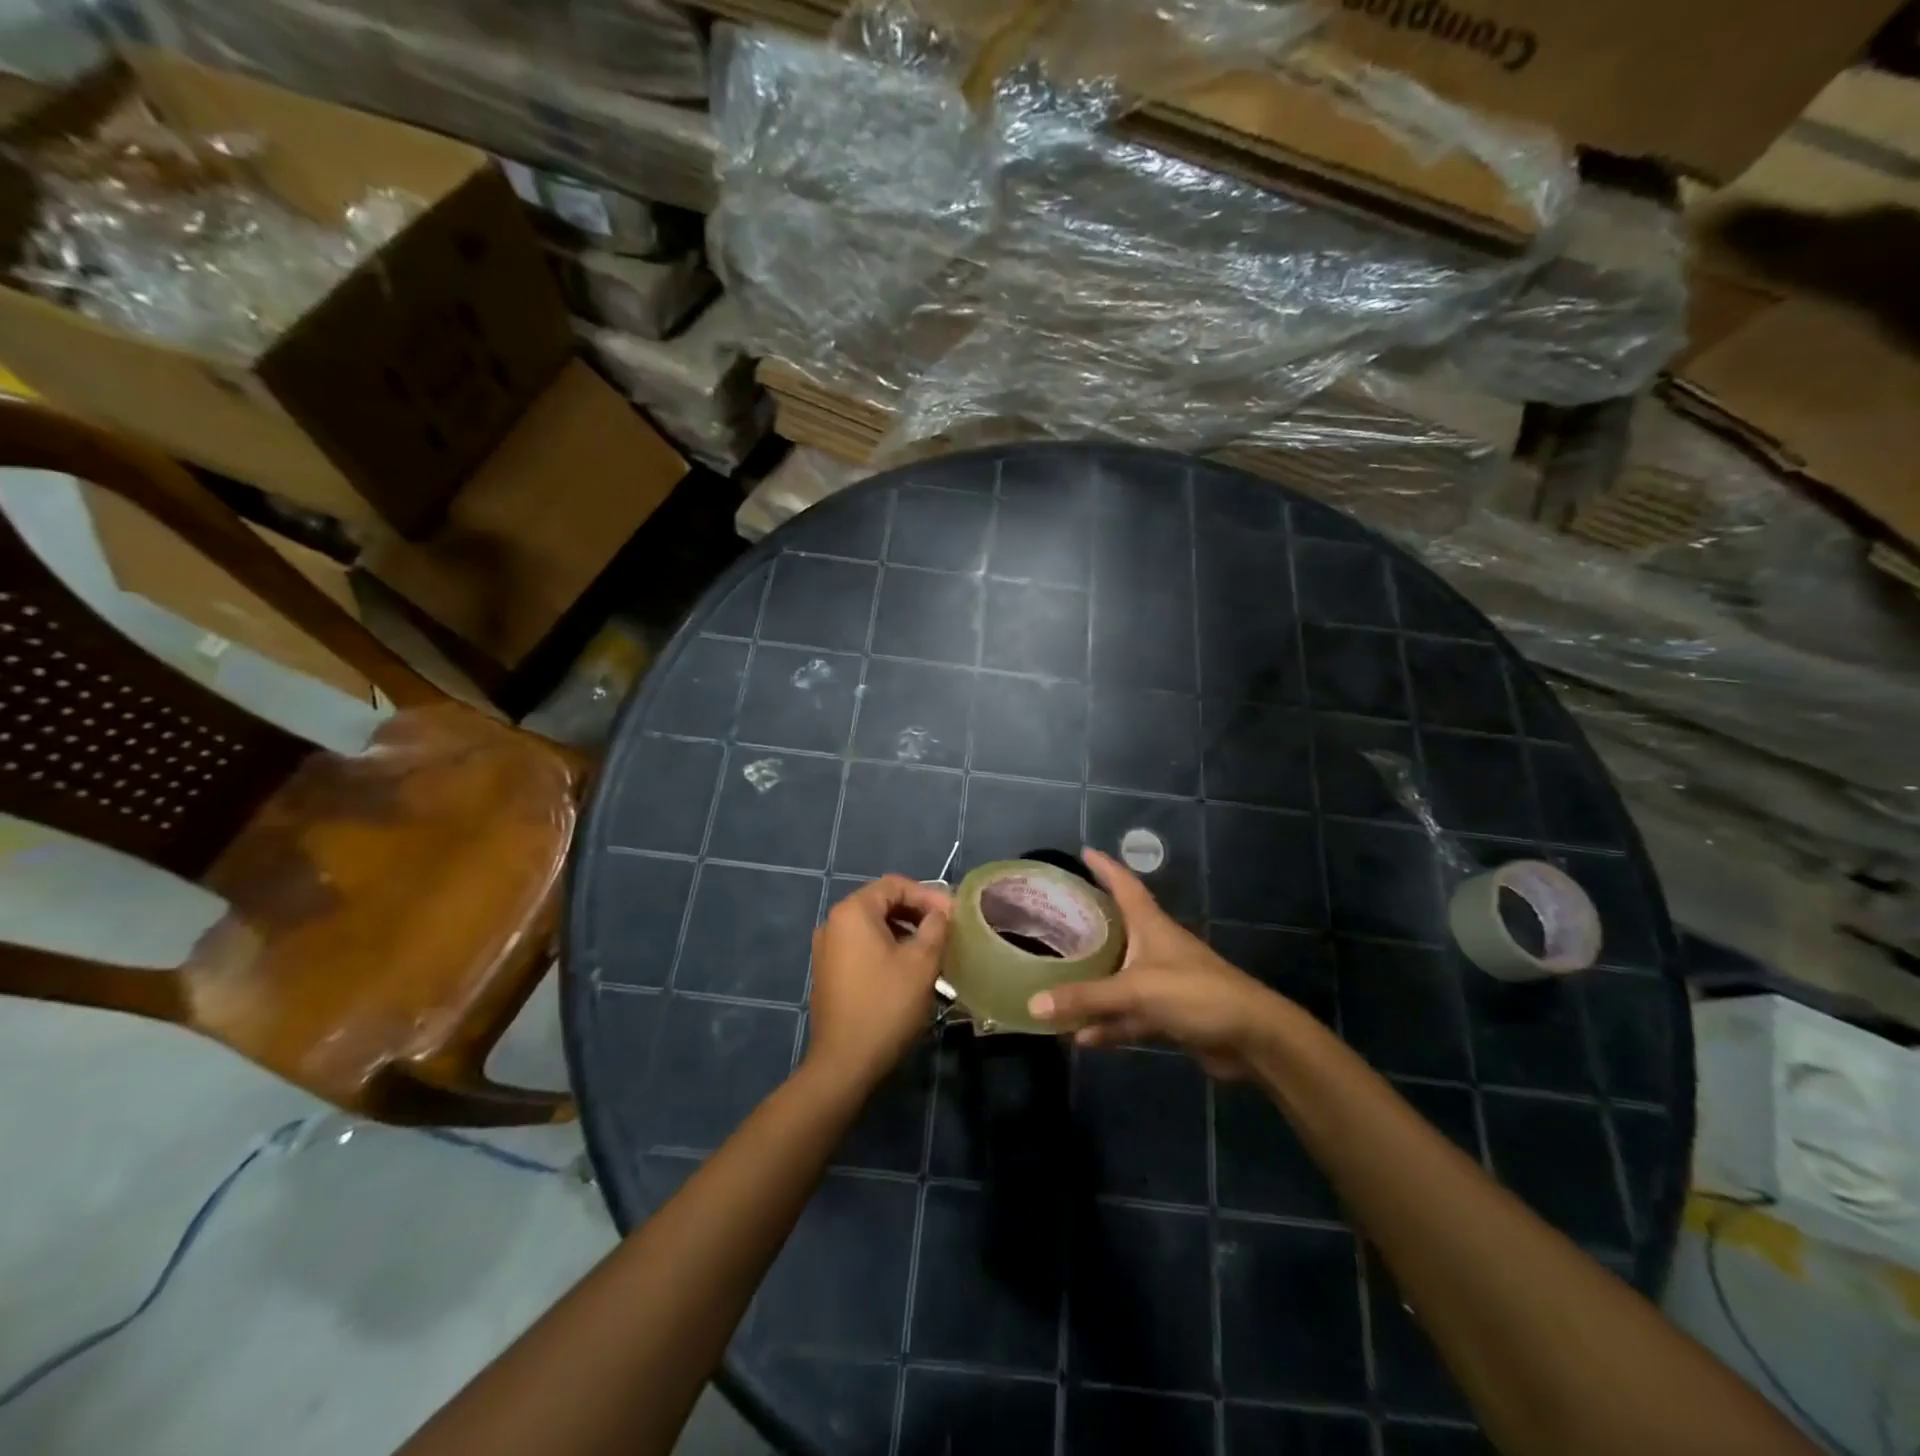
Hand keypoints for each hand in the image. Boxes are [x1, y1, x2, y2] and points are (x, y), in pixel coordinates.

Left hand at [806, 874, 951, 1088]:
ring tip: (932, 951)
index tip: (954, 916)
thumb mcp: (921, 962)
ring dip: (904, 932)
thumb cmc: (886, 1005)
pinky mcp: (828, 973)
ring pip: (872, 927)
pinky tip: (908, 970)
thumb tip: (940, 914)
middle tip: (946, 931)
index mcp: (852, 912)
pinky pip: (861, 947)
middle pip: (882, 903)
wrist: (845, 1064)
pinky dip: (886, 949)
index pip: (895, 885)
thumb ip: (935, 927)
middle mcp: (833, 923)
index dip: (928, 896)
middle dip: (917, 913)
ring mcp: (826, 949)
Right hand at [1027, 849, 1285, 1078]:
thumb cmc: (1195, 993)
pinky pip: (1128, 1015)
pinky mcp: (1168, 1014)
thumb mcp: (1136, 990)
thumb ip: (1086, 998)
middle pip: (1117, 929)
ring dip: (1093, 985)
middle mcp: (1154, 947)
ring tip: (1055, 984)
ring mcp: (1162, 982)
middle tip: (1054, 918)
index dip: (1105, 867)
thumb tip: (1033, 1005)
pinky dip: (1107, 1024)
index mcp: (1151, 925)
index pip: (1124, 885)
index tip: (1084, 852)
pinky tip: (1081, 1036)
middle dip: (1089, 924)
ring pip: (1119, 977)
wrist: (1252, 1036)